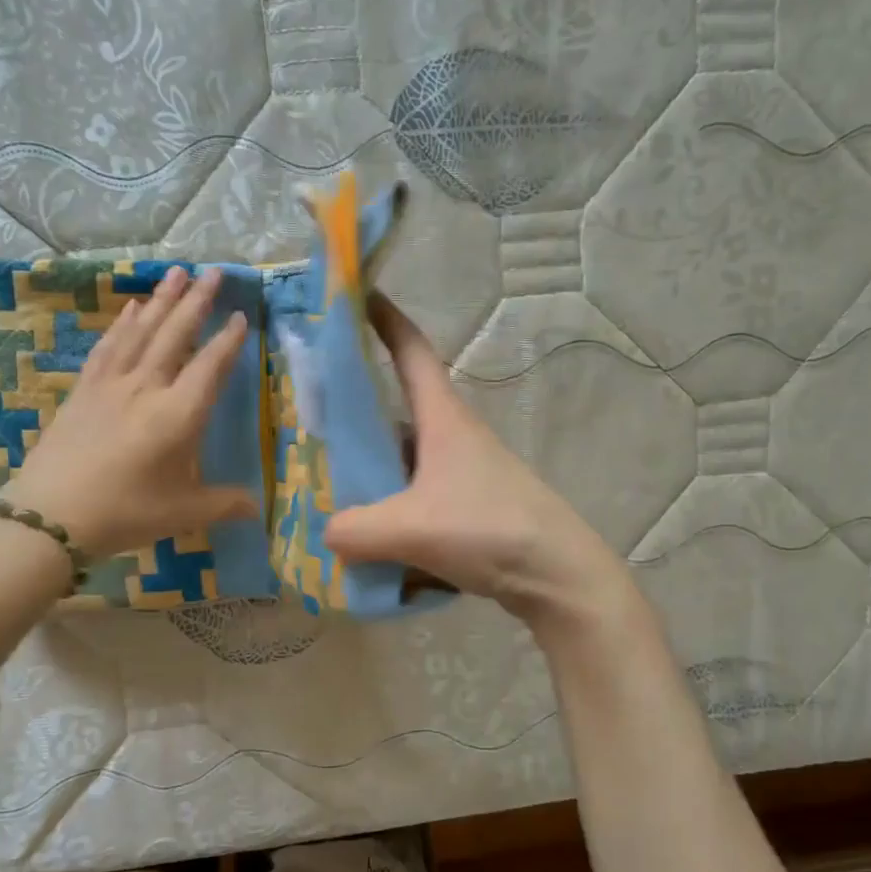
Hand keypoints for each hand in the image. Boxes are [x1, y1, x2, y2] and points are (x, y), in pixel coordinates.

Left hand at [1, 265, 256, 557]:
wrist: (50, 516)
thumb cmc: (125, 513)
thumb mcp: (184, 513)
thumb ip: (225, 504)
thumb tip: (258, 507)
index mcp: (178, 415)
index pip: (210, 367)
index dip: (228, 341)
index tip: (240, 316)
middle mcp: (147, 388)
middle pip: (175, 335)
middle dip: (197, 301)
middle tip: (213, 271)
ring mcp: (111, 385)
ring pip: (142, 331)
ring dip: (162, 300)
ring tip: (177, 272)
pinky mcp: (84, 390)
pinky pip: (108, 346)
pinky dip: (123, 323)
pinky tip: (133, 308)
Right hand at [324, 295, 635, 629]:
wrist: (559, 577)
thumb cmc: (489, 530)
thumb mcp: (410, 528)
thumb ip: (355, 529)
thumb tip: (326, 533)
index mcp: (443, 420)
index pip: (411, 352)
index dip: (385, 320)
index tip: (357, 294)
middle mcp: (454, 438)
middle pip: (398, 412)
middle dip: (358, 415)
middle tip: (311, 425)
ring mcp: (464, 474)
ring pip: (405, 463)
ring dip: (373, 475)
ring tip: (329, 495)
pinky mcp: (470, 508)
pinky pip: (418, 500)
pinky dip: (392, 513)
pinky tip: (370, 545)